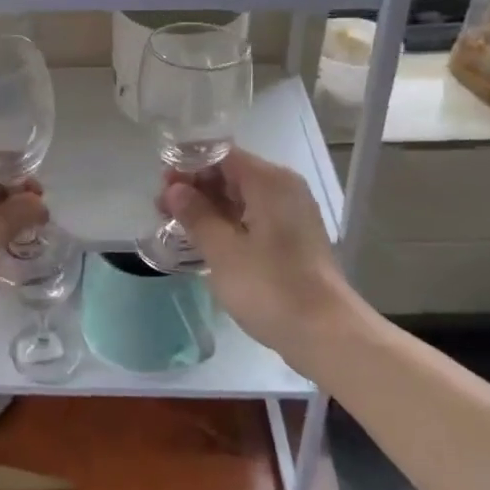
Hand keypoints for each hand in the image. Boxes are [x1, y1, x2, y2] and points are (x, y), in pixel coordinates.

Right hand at [161, 148, 364, 369]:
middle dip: (194, 187)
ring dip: (208, 207)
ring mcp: (291, 213)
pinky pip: (253, 216)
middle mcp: (283, 188)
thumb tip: (176, 190)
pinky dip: (227, 222)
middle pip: (230, 173)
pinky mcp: (292, 237)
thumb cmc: (271, 287)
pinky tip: (204, 239)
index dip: (187, 166)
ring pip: (240, 196)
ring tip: (176, 225)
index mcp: (269, 181)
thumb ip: (196, 214)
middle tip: (161, 209)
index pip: (220, 155)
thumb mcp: (223, 251)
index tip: (161, 188)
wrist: (327, 334)